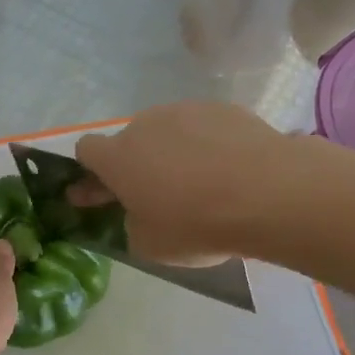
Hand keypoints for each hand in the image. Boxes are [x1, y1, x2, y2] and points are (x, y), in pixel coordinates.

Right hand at [73, 102, 299, 264]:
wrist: (268, 193)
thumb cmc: (197, 225)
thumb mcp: (150, 245)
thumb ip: (132, 224)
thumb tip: (140, 213)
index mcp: (118, 156)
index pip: (86, 150)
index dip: (90, 173)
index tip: (100, 195)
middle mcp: (146, 124)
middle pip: (130, 141)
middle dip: (135, 165)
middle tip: (156, 196)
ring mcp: (186, 111)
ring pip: (168, 132)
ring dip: (172, 153)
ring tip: (200, 184)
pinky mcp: (224, 109)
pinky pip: (204, 128)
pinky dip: (208, 145)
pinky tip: (228, 171)